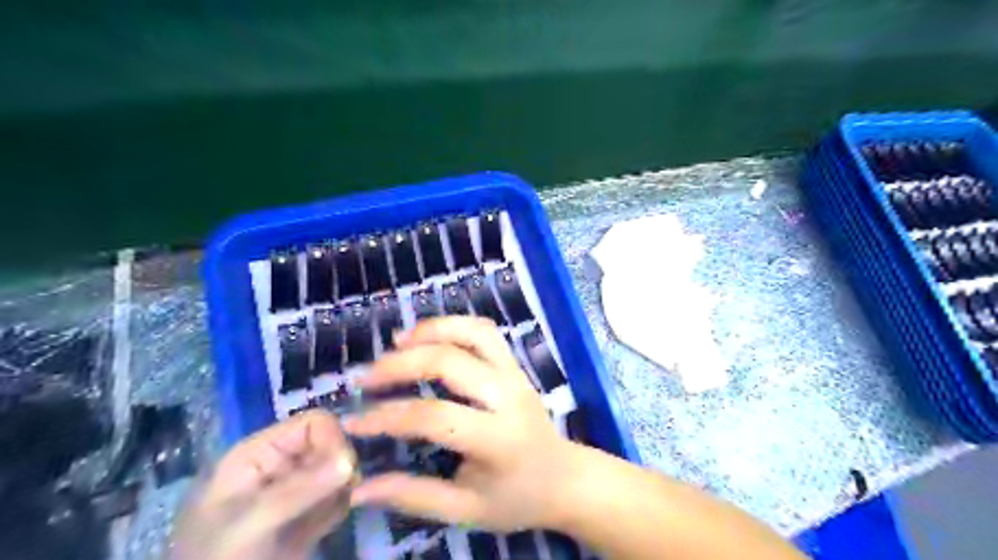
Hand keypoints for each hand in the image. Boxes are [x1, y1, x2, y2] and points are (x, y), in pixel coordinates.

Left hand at [173, 406, 358, 558]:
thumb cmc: (215, 559)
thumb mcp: (251, 521)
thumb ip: (300, 489)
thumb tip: (351, 460)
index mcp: (259, 453)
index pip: (312, 423)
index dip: (333, 440)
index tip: (344, 470)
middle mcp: (279, 465)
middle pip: (329, 444)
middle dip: (340, 468)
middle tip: (337, 498)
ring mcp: (293, 491)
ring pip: (338, 471)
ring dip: (340, 492)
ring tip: (321, 521)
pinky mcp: (304, 515)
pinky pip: (336, 498)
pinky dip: (338, 509)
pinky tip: (319, 531)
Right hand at [344, 318, 576, 530]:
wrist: (565, 478)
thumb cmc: (516, 498)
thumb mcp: (466, 510)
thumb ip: (414, 496)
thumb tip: (360, 489)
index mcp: (497, 439)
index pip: (435, 417)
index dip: (389, 416)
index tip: (354, 421)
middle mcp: (507, 396)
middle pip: (450, 362)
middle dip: (401, 364)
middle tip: (366, 378)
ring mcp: (514, 373)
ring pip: (473, 332)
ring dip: (431, 330)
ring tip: (396, 342)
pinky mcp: (515, 364)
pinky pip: (485, 331)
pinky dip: (454, 325)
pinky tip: (428, 336)